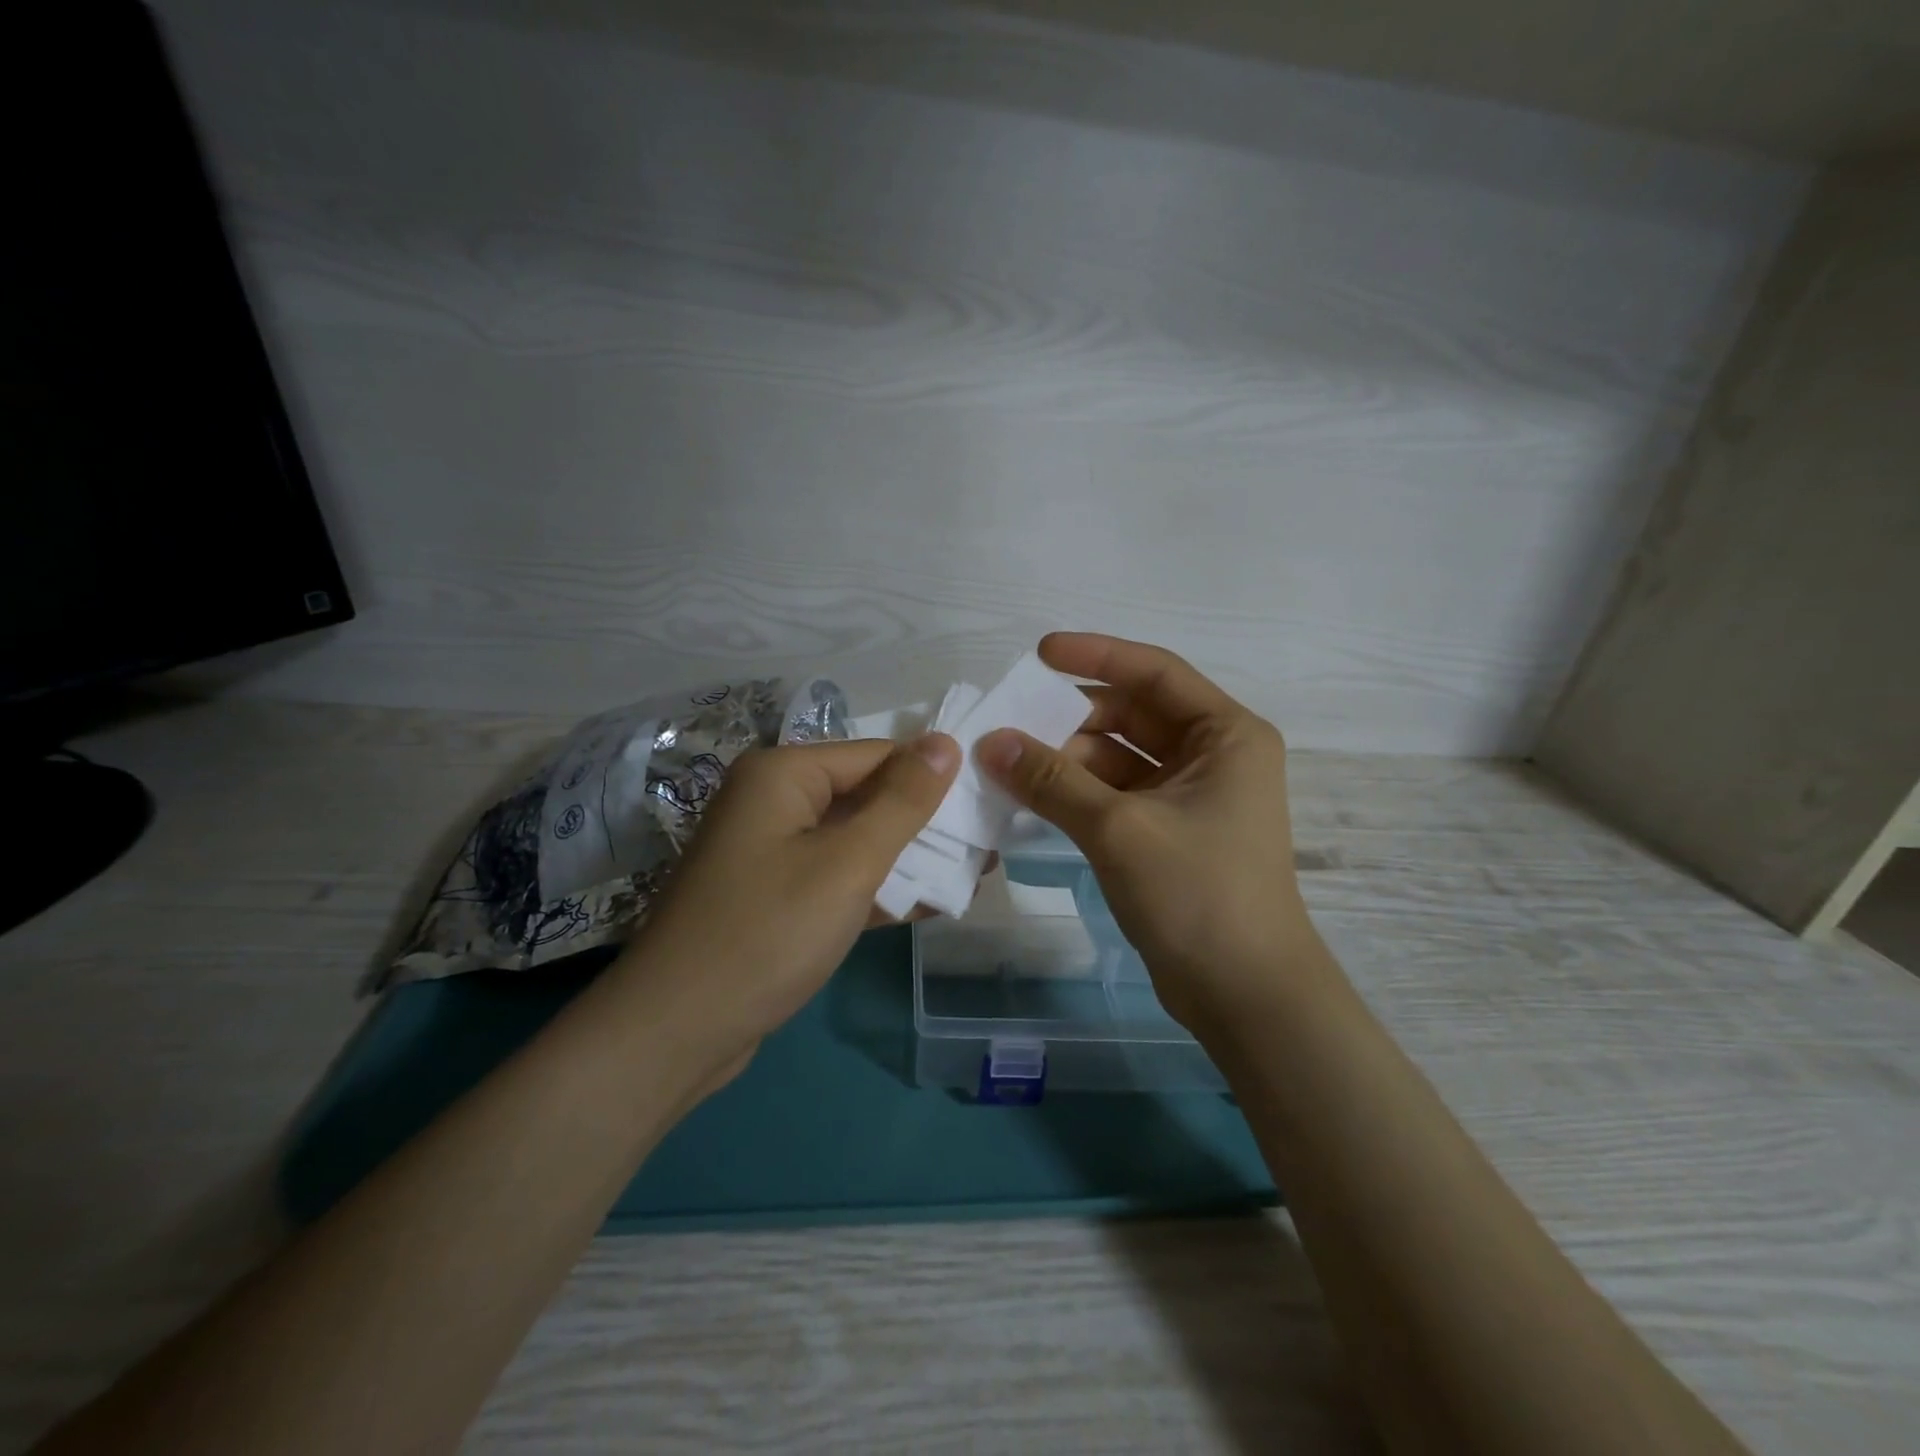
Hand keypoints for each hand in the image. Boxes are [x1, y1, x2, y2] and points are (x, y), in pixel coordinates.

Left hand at [611, 735, 960, 1079]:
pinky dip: (875, 888)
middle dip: (924, 823)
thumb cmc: (769, 932)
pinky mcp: (774, 894)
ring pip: (854, 840)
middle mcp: (774, 800)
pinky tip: (927, 905)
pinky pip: (835, 876)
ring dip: (907, 859)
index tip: (987, 806)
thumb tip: (945, 742)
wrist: (677, 1032)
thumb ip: (903, 801)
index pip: (878, 755)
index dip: (933, 778)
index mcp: (783, 773)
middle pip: (866, 796)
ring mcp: (771, 850)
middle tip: (987, 845)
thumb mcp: (849, 863)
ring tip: (970, 874)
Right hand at [977, 633, 1326, 1032]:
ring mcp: (1191, 797)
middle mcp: (1213, 756)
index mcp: (1225, 735)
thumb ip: (1052, 780)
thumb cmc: (1197, 894)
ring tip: (1008, 763)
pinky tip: (1032, 796)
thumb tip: (989, 742)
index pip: (1155, 673)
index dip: (1097, 655)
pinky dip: (1077, 793)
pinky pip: (1116, 795)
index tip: (1039, 653)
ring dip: (1068, 759)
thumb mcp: (1119, 828)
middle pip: (1133, 715)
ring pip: (1120, 758)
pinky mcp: (1169, 834)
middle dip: (1072, 718)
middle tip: (1011, 723)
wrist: (1245, 995)